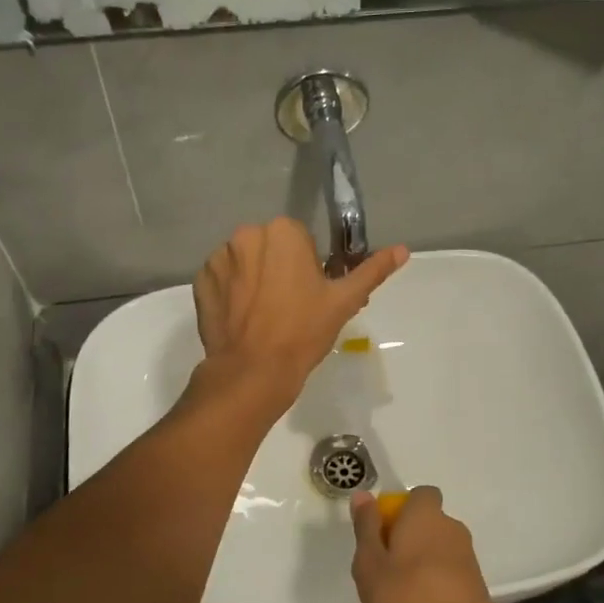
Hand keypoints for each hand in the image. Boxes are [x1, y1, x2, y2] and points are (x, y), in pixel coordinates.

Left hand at [192, 218, 407, 407]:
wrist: (254, 370)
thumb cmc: (303, 332)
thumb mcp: (344, 301)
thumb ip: (372, 270)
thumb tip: (403, 249)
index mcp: (283, 232)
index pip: (300, 240)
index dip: (308, 267)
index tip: (310, 295)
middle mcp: (247, 235)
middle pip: (270, 247)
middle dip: (279, 268)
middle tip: (289, 307)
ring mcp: (219, 258)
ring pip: (245, 261)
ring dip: (254, 278)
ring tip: (263, 315)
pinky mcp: (200, 281)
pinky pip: (222, 278)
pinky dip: (231, 292)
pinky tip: (242, 318)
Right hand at [350, 487, 504, 602]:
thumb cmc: (407, 597)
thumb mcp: (370, 564)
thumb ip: (366, 528)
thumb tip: (363, 495)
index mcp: (425, 515)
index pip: (420, 494)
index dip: (400, 509)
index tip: (382, 534)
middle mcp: (450, 527)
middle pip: (426, 522)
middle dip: (407, 539)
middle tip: (384, 569)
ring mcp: (467, 555)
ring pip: (437, 549)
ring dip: (420, 563)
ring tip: (400, 595)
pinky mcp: (476, 582)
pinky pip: (448, 572)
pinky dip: (435, 583)